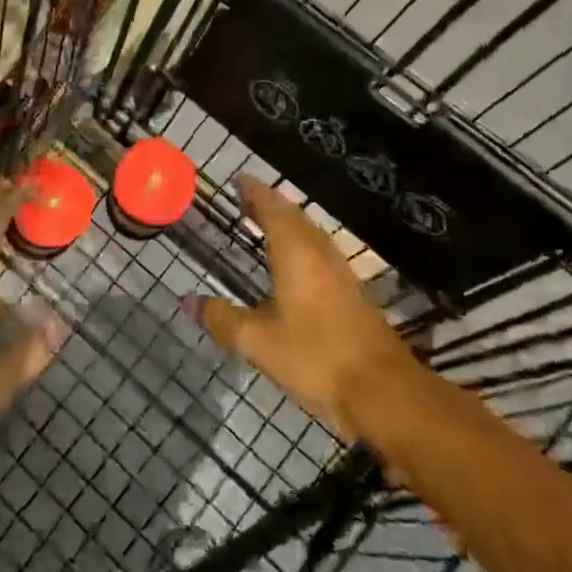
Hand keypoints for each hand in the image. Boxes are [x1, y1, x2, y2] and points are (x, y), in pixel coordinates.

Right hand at [186, 177, 419, 441]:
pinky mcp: (351, 291)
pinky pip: (319, 252)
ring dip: (286, 223)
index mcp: (295, 252)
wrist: (383, 390)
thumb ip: (222, 319)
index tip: (237, 180)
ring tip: (263, 225)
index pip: (272, 207)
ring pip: (309, 233)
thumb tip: (188, 302)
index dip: (254, 192)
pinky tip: (291, 265)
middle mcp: (319, 252)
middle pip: (293, 216)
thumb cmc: (316, 356)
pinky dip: (299, 244)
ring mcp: (340, 271)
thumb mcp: (258, 342)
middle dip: (268, 204)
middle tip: (244, 201)